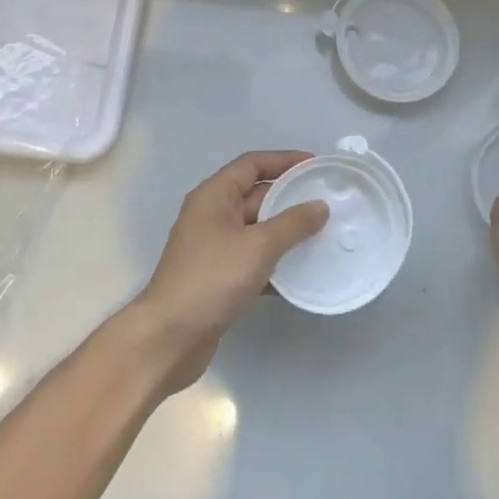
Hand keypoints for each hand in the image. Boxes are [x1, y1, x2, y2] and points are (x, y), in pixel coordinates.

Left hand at [130, 151, 329, 392]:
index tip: (316, 166)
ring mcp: (214, 248)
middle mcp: (212, 215)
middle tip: (328, 203)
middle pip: (256, 196)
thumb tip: (320, 206)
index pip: (252, 164)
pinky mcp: (219, 277)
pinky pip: (254, 259)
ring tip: (324, 236)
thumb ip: (292, 224)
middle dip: (291, 198)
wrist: (169, 337)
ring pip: (258, 230)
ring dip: (287, 232)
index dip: (284, 161)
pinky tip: (303, 273)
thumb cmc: (211, 279)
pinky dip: (276, 262)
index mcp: (214, 196)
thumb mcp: (258, 246)